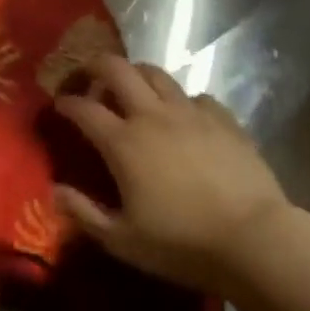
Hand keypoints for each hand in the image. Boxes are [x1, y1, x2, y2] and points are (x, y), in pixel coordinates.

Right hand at [53, 55, 289, 291]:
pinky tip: (183, 117)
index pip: (83, 108)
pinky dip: (181, 101)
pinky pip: (196, 96)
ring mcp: (191, 114)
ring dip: (137, 75)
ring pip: (157, 74)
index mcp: (123, 142)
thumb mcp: (122, 240)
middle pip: (118, 70)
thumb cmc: (182, 244)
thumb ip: (83, 213)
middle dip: (97, 67)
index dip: (66, 103)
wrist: (255, 240)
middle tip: (90, 78)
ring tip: (134, 90)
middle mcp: (152, 116)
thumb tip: (55, 190)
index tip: (59, 106)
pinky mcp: (223, 120)